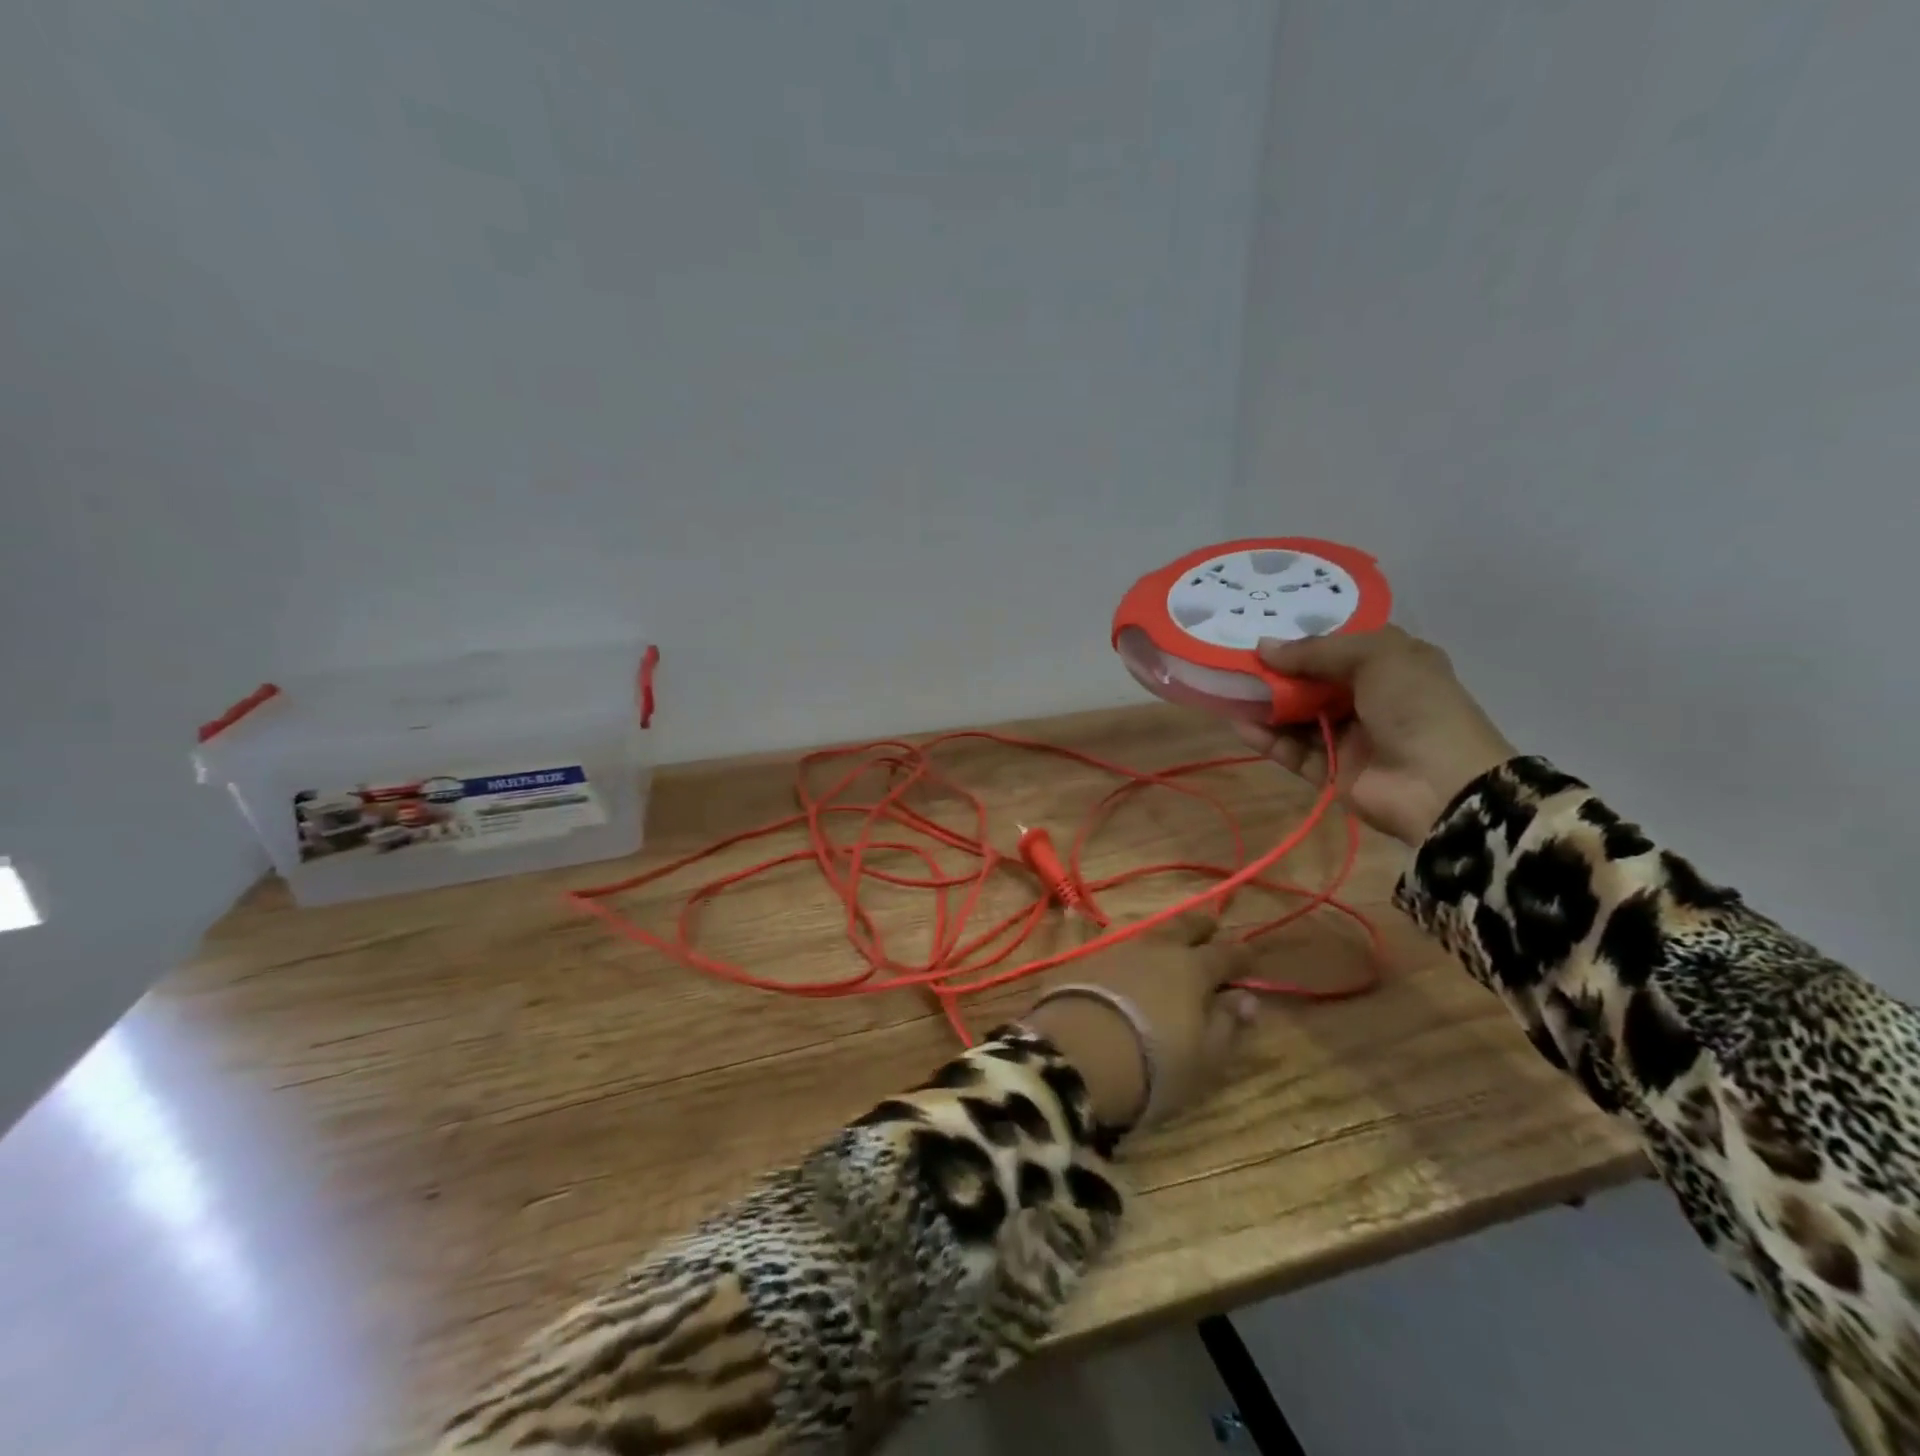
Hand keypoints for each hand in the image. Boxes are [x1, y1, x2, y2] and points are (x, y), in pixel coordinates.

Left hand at [1022, 911, 1257, 1131]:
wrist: (1077, 1055)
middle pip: (1182, 927)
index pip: (1224, 953)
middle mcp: (1155, 949)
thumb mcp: (1205, 1056)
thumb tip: (1247, 999)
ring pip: (1147, 934)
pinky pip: (1116, 950)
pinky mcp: (1082, 962)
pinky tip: (1129, 964)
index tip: (1251, 954)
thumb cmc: (1155, 1063)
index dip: (1240, 954)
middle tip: (1209, 924)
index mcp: (1192, 968)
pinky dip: (1130, 955)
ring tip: (1168, 943)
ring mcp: (1115, 951)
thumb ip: (1227, 1023)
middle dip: (1199, 925)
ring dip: (1162, 937)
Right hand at [1231, 626, 1515, 846]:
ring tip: (1227, 692)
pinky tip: (1240, 724)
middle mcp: (1368, 697)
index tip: (1263, 631)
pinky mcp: (1331, 770)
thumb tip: (1261, 647)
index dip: (1303, 638)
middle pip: (1311, 680)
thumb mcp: (1375, 656)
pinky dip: (1267, 738)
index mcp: (1390, 663)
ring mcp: (1349, 736)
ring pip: (1298, 716)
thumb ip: (1315, 651)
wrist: (1442, 784)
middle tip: (1234, 662)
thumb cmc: (1416, 705)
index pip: (1339, 645)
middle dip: (1275, 672)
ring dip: (1265, 705)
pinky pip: (1293, 750)